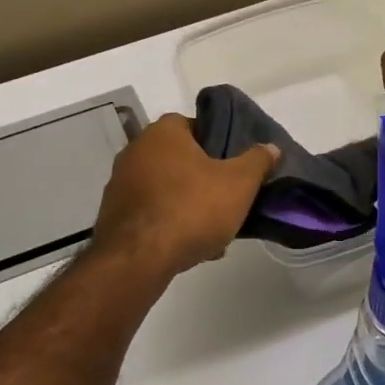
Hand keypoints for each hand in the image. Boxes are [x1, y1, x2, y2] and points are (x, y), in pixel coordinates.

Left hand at [92, 114, 279, 279]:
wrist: (138, 258)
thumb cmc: (192, 209)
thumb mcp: (239, 183)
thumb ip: (257, 161)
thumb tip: (271, 147)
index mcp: (163, 132)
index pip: (196, 125)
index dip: (220, 145)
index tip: (235, 168)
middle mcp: (135, 150)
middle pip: (181, 160)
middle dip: (205, 180)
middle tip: (228, 200)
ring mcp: (120, 183)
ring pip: (167, 189)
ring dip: (189, 205)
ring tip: (214, 231)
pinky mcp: (113, 214)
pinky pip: (152, 213)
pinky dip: (170, 224)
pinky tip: (190, 246)